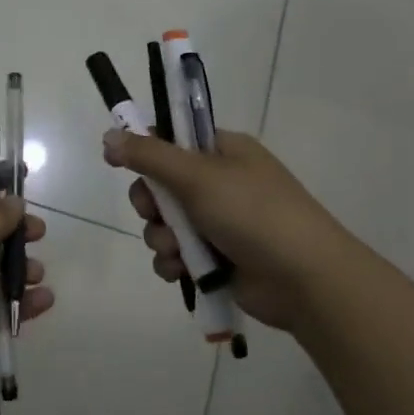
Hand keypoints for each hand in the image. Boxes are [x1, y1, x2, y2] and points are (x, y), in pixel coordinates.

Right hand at [103, 127, 356, 336]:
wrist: (303, 279)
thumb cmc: (253, 213)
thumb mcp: (198, 176)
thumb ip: (149, 155)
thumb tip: (109, 136)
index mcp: (223, 151)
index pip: (173, 140)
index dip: (145, 150)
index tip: (118, 162)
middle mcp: (220, 183)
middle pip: (161, 185)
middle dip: (151, 205)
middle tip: (154, 212)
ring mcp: (219, 222)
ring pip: (165, 224)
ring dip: (162, 238)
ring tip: (179, 250)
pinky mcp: (217, 258)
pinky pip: (177, 254)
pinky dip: (174, 262)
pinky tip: (181, 271)